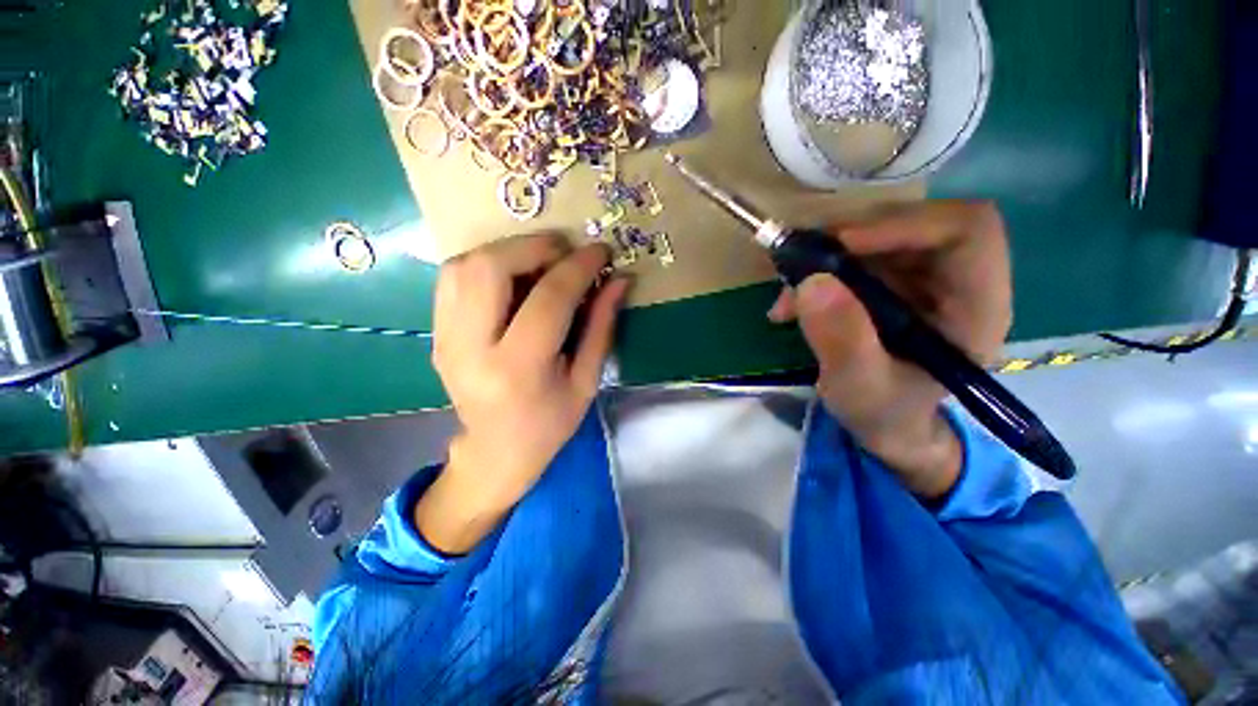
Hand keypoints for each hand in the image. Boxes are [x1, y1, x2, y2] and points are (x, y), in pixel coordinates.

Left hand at [417, 235, 629, 553]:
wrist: (495, 450)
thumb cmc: (549, 424)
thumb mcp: (586, 381)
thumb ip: (601, 327)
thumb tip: (619, 280)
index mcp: (518, 370)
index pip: (549, 299)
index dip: (579, 268)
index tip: (600, 251)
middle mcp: (471, 349)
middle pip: (490, 269)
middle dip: (534, 247)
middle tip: (566, 251)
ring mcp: (445, 338)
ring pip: (464, 265)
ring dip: (508, 251)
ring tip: (541, 261)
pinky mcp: (436, 332)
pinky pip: (453, 278)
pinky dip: (487, 263)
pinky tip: (514, 276)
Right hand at [768, 201, 1011, 499]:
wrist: (885, 425)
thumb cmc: (884, 414)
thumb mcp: (860, 387)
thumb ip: (842, 341)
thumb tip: (812, 282)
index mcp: (976, 306)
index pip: (965, 231)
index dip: (904, 225)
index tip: (840, 247)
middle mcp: (956, 281)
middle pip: (915, 224)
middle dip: (850, 240)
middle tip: (799, 264)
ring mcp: (923, 279)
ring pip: (877, 238)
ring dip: (824, 260)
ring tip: (787, 298)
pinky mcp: (892, 283)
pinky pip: (854, 258)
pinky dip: (817, 273)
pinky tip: (792, 303)